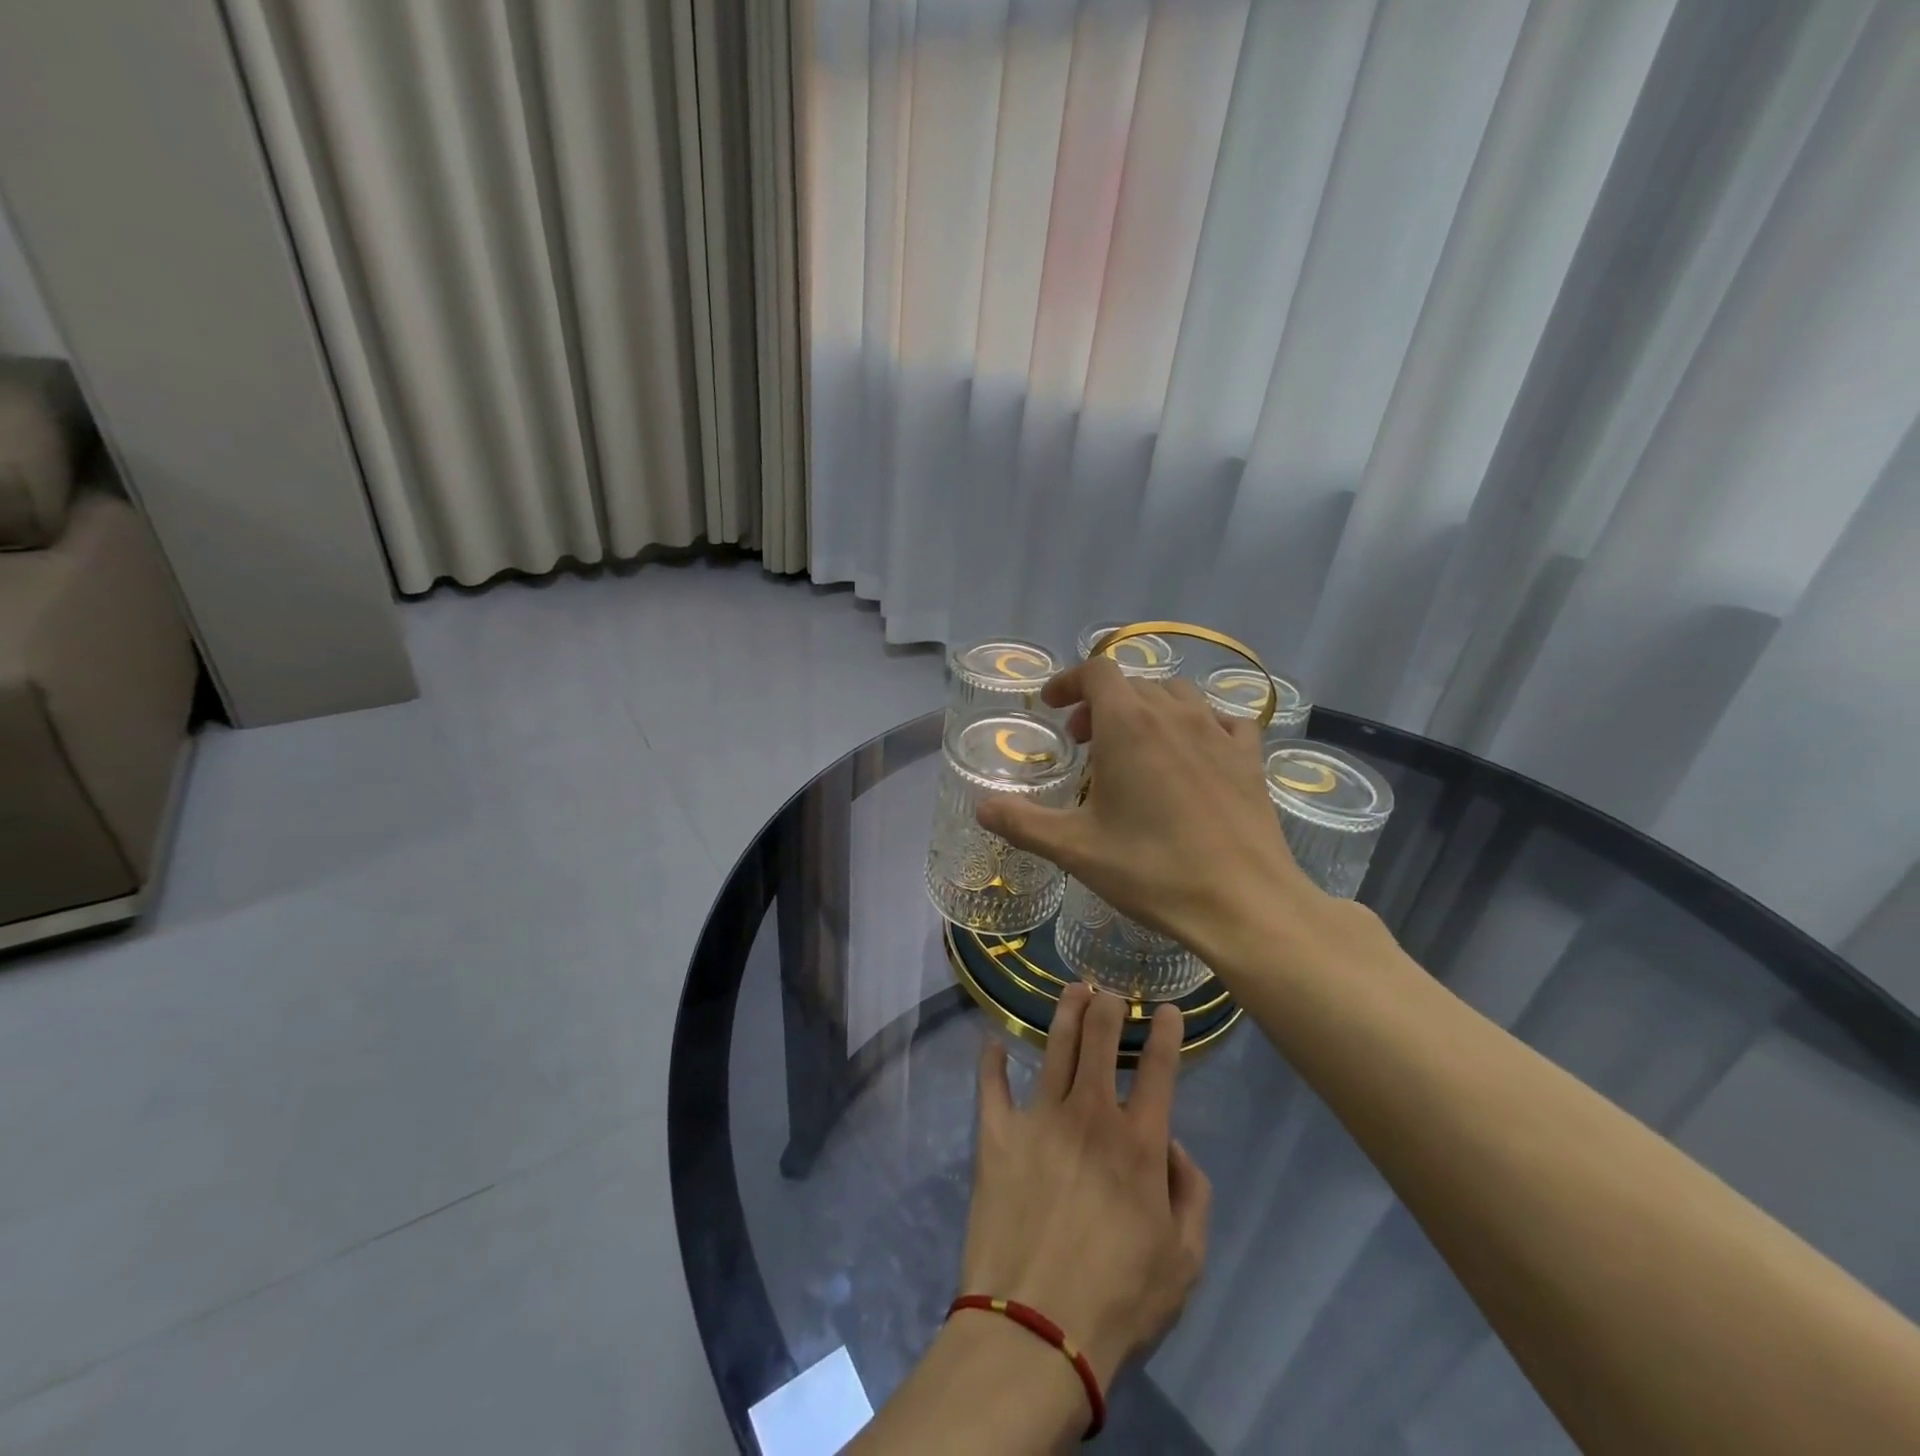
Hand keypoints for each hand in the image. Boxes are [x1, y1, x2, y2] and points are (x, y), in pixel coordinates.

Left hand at [957, 983, 1210, 1392]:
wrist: (1035, 1328)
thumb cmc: (1119, 1300)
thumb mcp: (1185, 1261)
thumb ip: (1193, 1195)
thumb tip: (1175, 1145)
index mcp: (1138, 1143)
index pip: (1159, 1070)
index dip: (1167, 1033)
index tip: (1167, 1008)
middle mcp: (1090, 1115)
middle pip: (1100, 1041)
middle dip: (1108, 1006)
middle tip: (1109, 989)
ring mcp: (1039, 1118)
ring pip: (1056, 1047)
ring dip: (1066, 1012)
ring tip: (1073, 989)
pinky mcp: (997, 1133)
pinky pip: (992, 1085)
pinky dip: (992, 1061)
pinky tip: (992, 1042)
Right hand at [977, 656, 1322, 965]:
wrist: (1243, 901)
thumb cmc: (1152, 869)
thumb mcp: (1075, 849)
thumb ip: (1022, 822)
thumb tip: (982, 808)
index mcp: (1128, 723)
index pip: (1096, 670)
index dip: (1068, 681)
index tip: (1052, 707)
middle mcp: (1174, 713)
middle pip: (1132, 683)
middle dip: (1100, 704)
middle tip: (1083, 745)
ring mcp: (1218, 731)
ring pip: (1176, 695)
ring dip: (1146, 710)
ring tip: (1134, 747)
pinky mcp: (1250, 756)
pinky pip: (1222, 719)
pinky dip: (1198, 724)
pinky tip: (1194, 754)